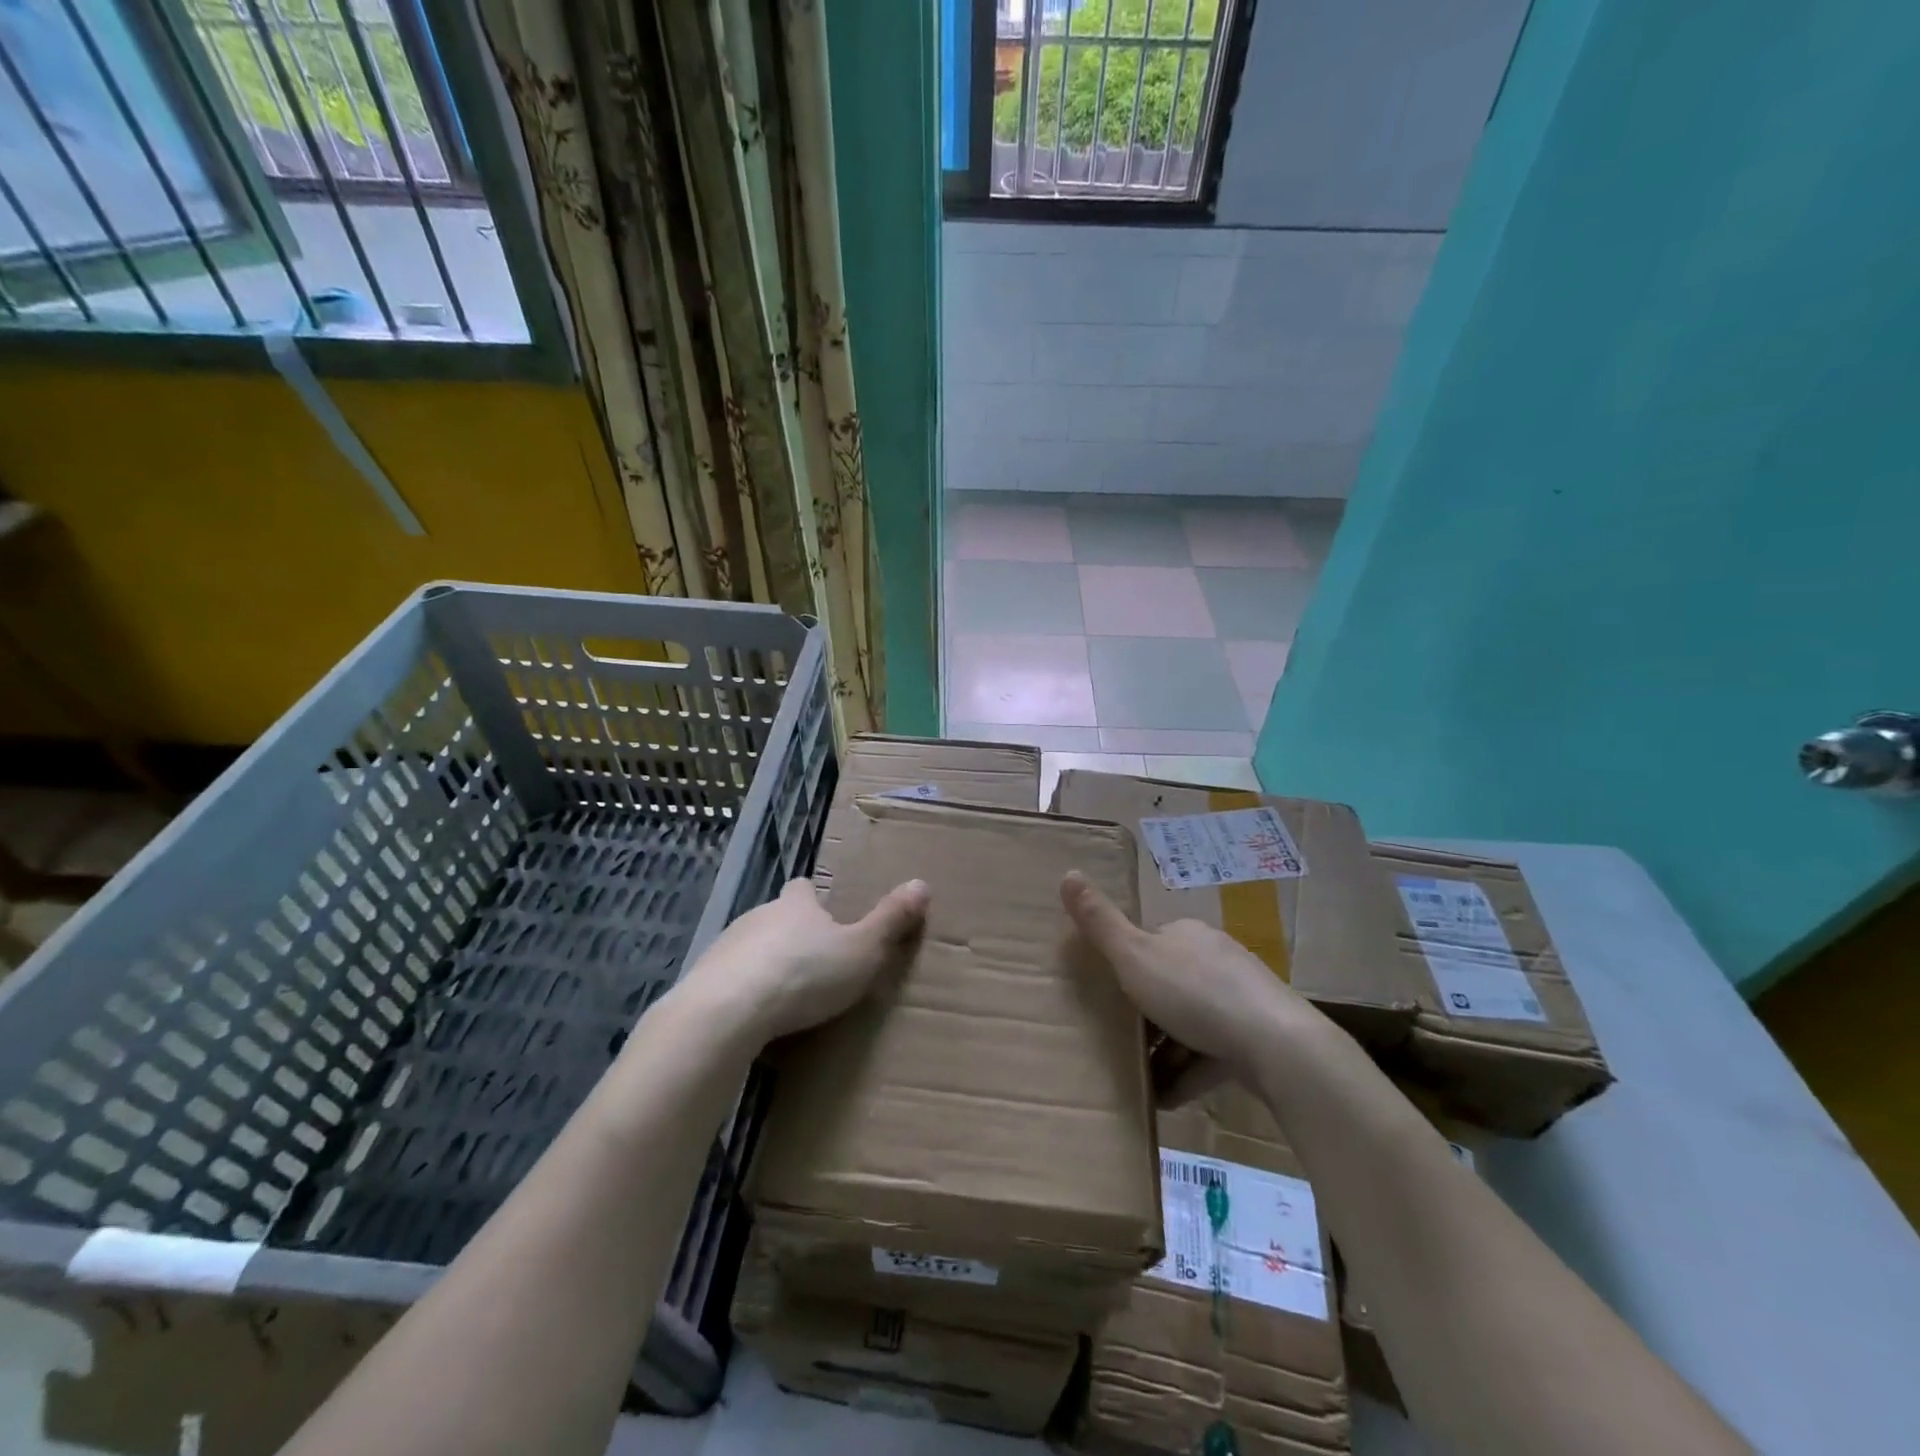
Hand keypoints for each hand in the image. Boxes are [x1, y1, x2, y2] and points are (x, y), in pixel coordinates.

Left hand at [680, 877, 929, 1044]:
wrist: (727, 1012)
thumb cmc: (804, 975)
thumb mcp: (862, 950)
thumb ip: (891, 921)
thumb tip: (922, 883)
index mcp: (796, 905)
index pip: (803, 889)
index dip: (812, 898)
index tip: (822, 911)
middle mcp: (758, 916)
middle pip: (775, 917)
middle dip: (790, 935)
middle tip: (812, 962)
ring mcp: (725, 947)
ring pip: (749, 948)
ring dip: (763, 964)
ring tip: (783, 996)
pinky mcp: (702, 981)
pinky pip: (727, 981)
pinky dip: (740, 994)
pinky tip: (752, 1020)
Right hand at [1061, 870, 1327, 1100]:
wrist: (1275, 1045)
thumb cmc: (1194, 993)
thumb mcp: (1134, 956)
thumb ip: (1099, 922)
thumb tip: (1068, 871)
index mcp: (1187, 935)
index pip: (1150, 944)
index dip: (1126, 968)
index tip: (1107, 995)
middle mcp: (1216, 959)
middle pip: (1170, 985)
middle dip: (1145, 1015)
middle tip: (1118, 1040)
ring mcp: (1240, 999)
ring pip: (1191, 1023)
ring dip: (1165, 1051)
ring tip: (1138, 1079)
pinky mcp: (1256, 1039)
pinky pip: (1212, 1054)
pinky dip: (1188, 1074)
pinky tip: (1167, 1098)